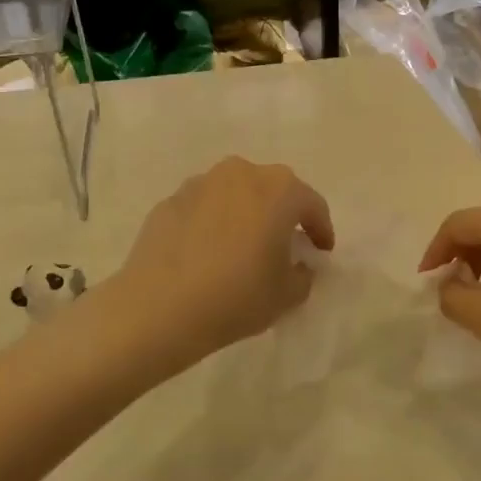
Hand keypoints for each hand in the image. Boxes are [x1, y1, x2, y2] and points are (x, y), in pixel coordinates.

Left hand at [112, 157, 334, 369]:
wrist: (158, 307)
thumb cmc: (236, 296)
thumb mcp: (287, 295)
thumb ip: (303, 275)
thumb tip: (298, 265)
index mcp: (279, 190)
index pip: (312, 205)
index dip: (321, 230)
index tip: (322, 251)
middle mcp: (241, 174)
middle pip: (273, 190)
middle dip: (282, 214)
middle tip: (284, 244)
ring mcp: (200, 184)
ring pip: (235, 194)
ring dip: (245, 214)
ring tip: (242, 247)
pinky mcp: (169, 201)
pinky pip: (203, 209)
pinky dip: (212, 224)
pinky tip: (207, 253)